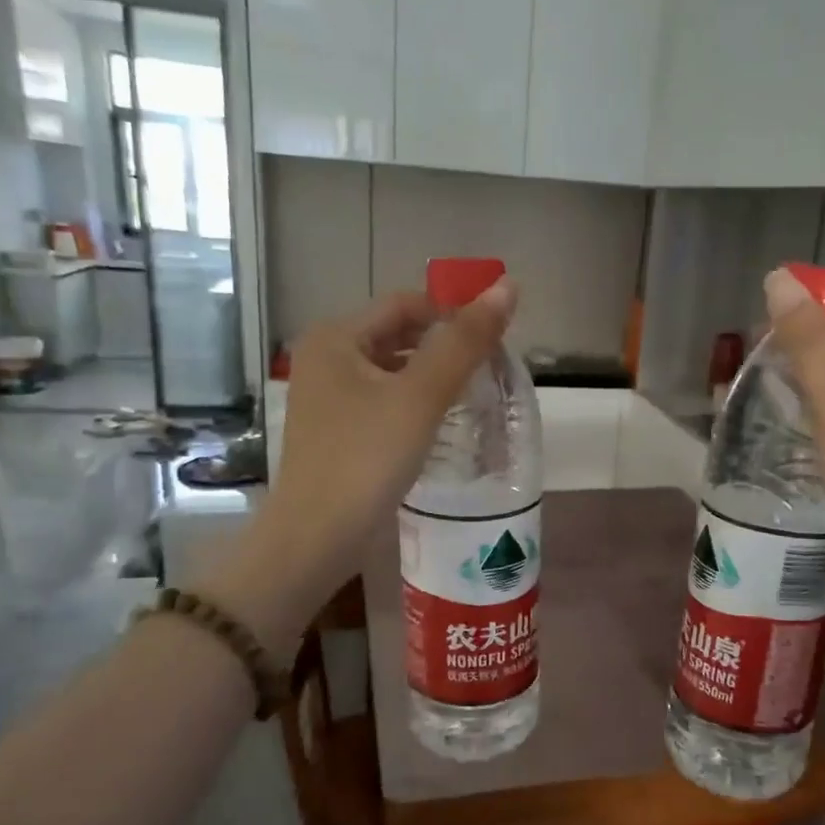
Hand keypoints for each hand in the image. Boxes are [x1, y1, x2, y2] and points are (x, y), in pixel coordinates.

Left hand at [191, 284, 515, 652]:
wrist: (316, 538)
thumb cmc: (366, 459)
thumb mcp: (421, 396)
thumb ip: (464, 342)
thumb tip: (508, 286)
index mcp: (337, 336)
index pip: (407, 304)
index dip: (454, 314)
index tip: (496, 342)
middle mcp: (326, 358)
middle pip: (399, 335)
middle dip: (445, 348)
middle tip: (489, 371)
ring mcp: (328, 397)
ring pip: (393, 371)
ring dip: (432, 377)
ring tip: (474, 396)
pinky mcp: (337, 431)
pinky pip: (384, 401)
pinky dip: (414, 405)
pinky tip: (440, 425)